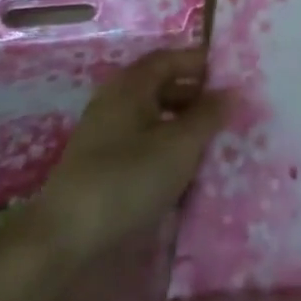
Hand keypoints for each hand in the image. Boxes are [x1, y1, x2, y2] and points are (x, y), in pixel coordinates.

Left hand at [29, 49, 230, 261]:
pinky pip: (145, 148)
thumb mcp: (180, 145)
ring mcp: (107, 139)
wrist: (68, 241)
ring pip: (154, 121)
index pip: (168, 59)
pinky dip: (169, 151)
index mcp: (129, 87)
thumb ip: (209, 115)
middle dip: (196, 96)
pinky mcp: (105, 171)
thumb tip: (232, 90)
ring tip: (217, 142)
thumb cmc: (128, 179)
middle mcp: (115, 105)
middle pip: (161, 88)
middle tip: (230, 112)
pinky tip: (190, 172)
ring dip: (184, 127)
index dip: (199, 63)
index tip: (232, 76)